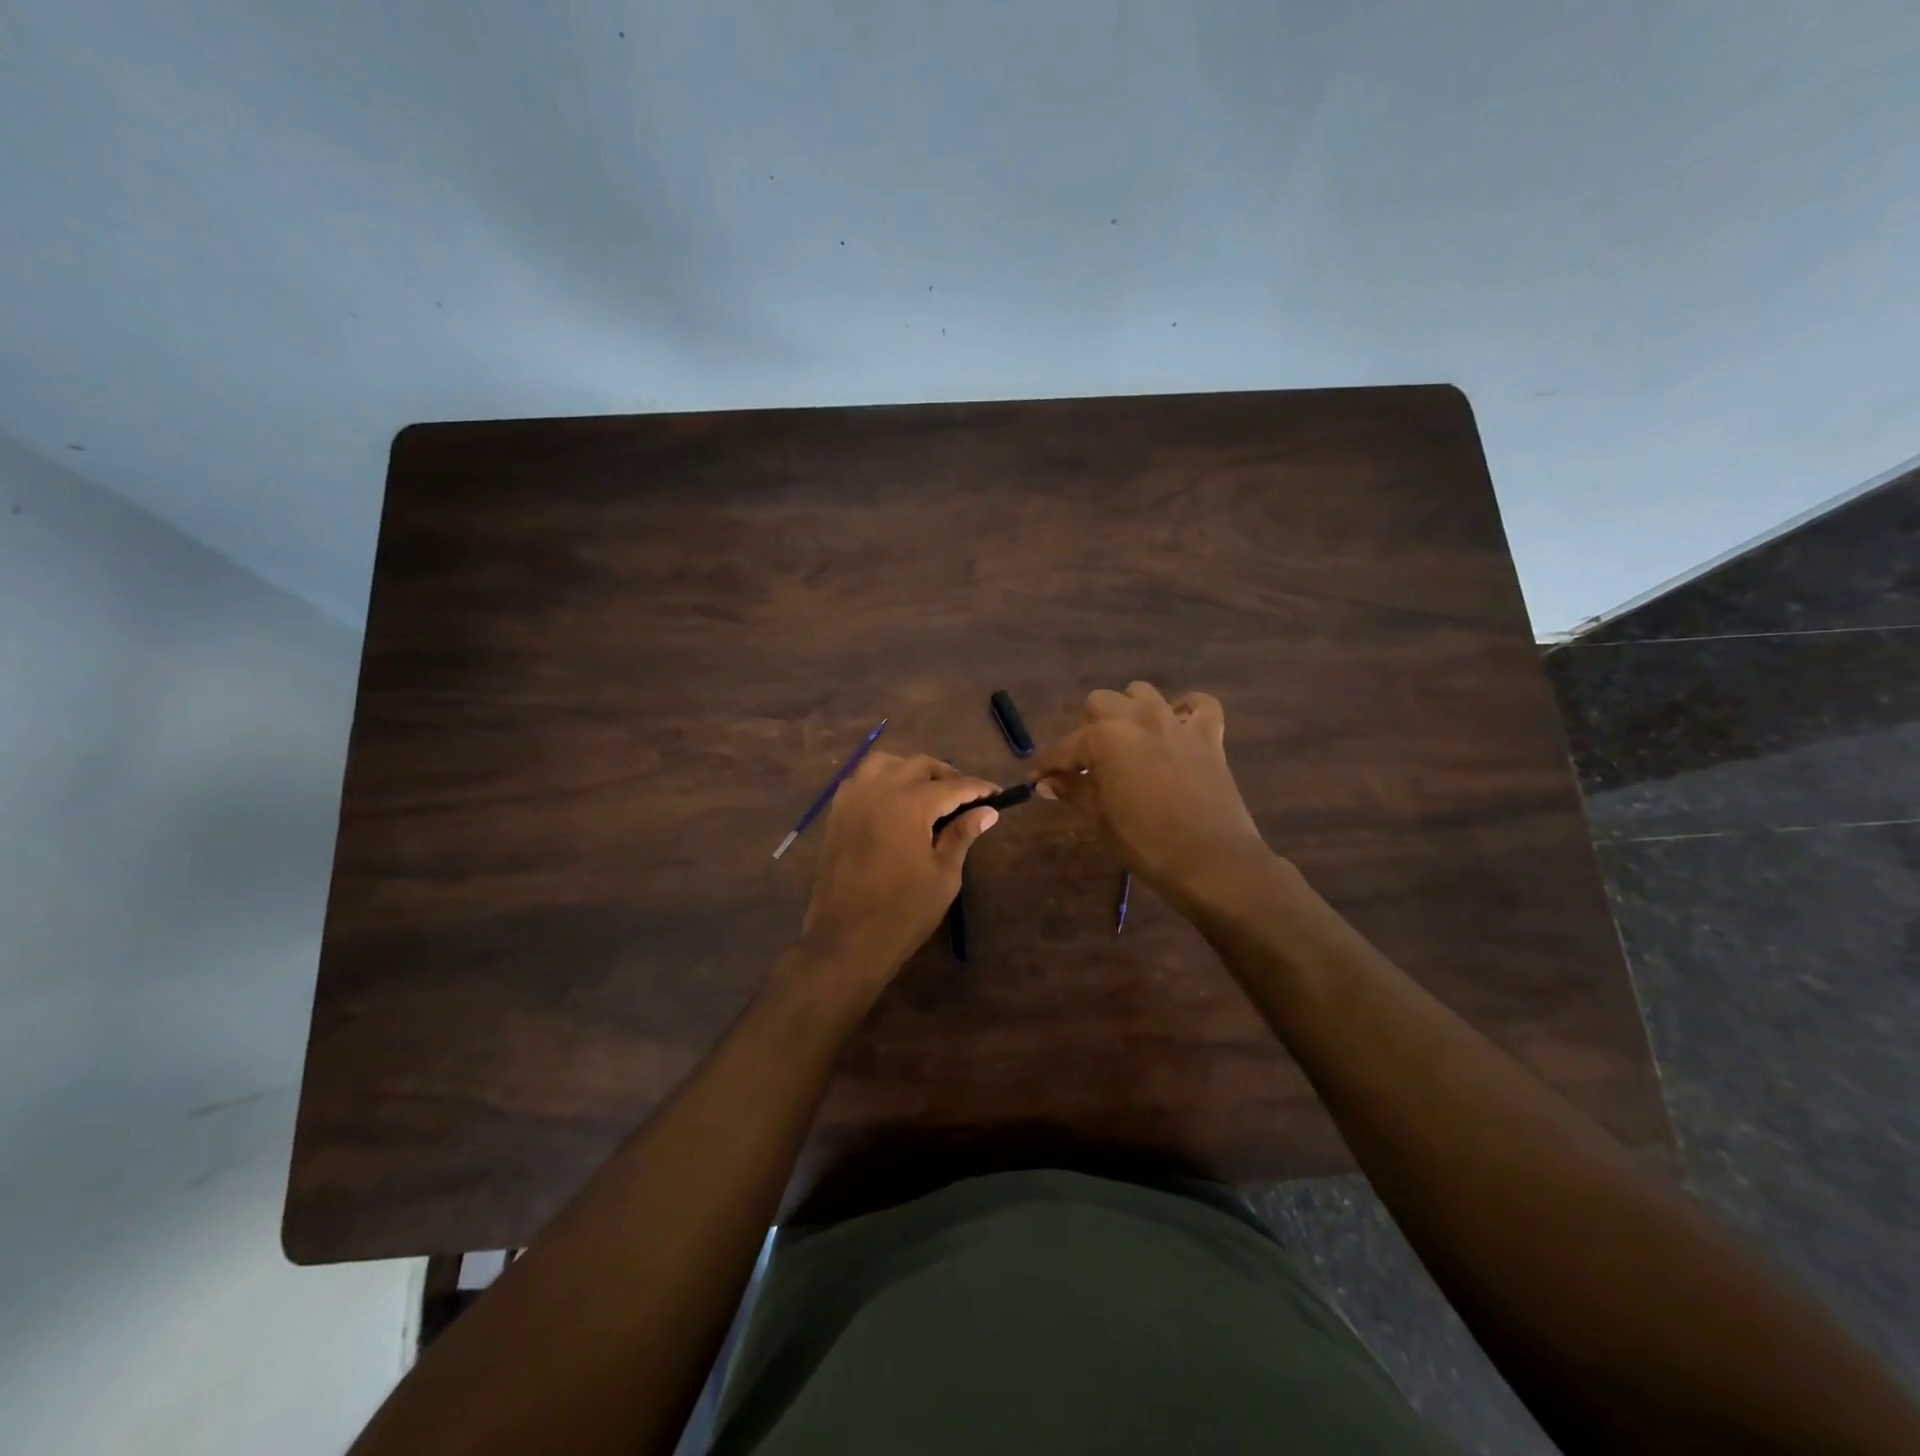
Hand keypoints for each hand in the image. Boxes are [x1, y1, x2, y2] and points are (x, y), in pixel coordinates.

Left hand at [797, 751, 1001, 980]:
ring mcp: (852, 800)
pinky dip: (881, 780)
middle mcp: (879, 791)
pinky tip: (893, 801)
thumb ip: (962, 835)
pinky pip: (860, 780)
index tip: (996, 793)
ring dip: (910, 770)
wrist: (847, 940)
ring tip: (927, 791)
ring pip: (884, 763)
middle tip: (965, 796)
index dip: (977, 788)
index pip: (952, 786)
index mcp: (909, 805)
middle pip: (919, 766)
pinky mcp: (836, 814)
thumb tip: (987, 811)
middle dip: (946, 775)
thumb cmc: (903, 912)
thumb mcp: (944, 875)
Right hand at [1030, 682, 1269, 911]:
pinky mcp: (1208, 737)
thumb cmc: (1147, 844)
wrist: (1212, 862)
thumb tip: (1046, 782)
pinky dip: (1185, 711)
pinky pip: (1199, 706)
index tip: (1036, 779)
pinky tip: (1176, 727)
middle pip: (1100, 703)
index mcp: (1106, 738)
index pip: (1064, 747)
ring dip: (1128, 711)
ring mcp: (1176, 723)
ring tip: (1125, 741)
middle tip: (1084, 762)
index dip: (1046, 764)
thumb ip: (1073, 790)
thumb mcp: (1101, 817)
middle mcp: (1138, 719)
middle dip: (1087, 728)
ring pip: (1142, 693)